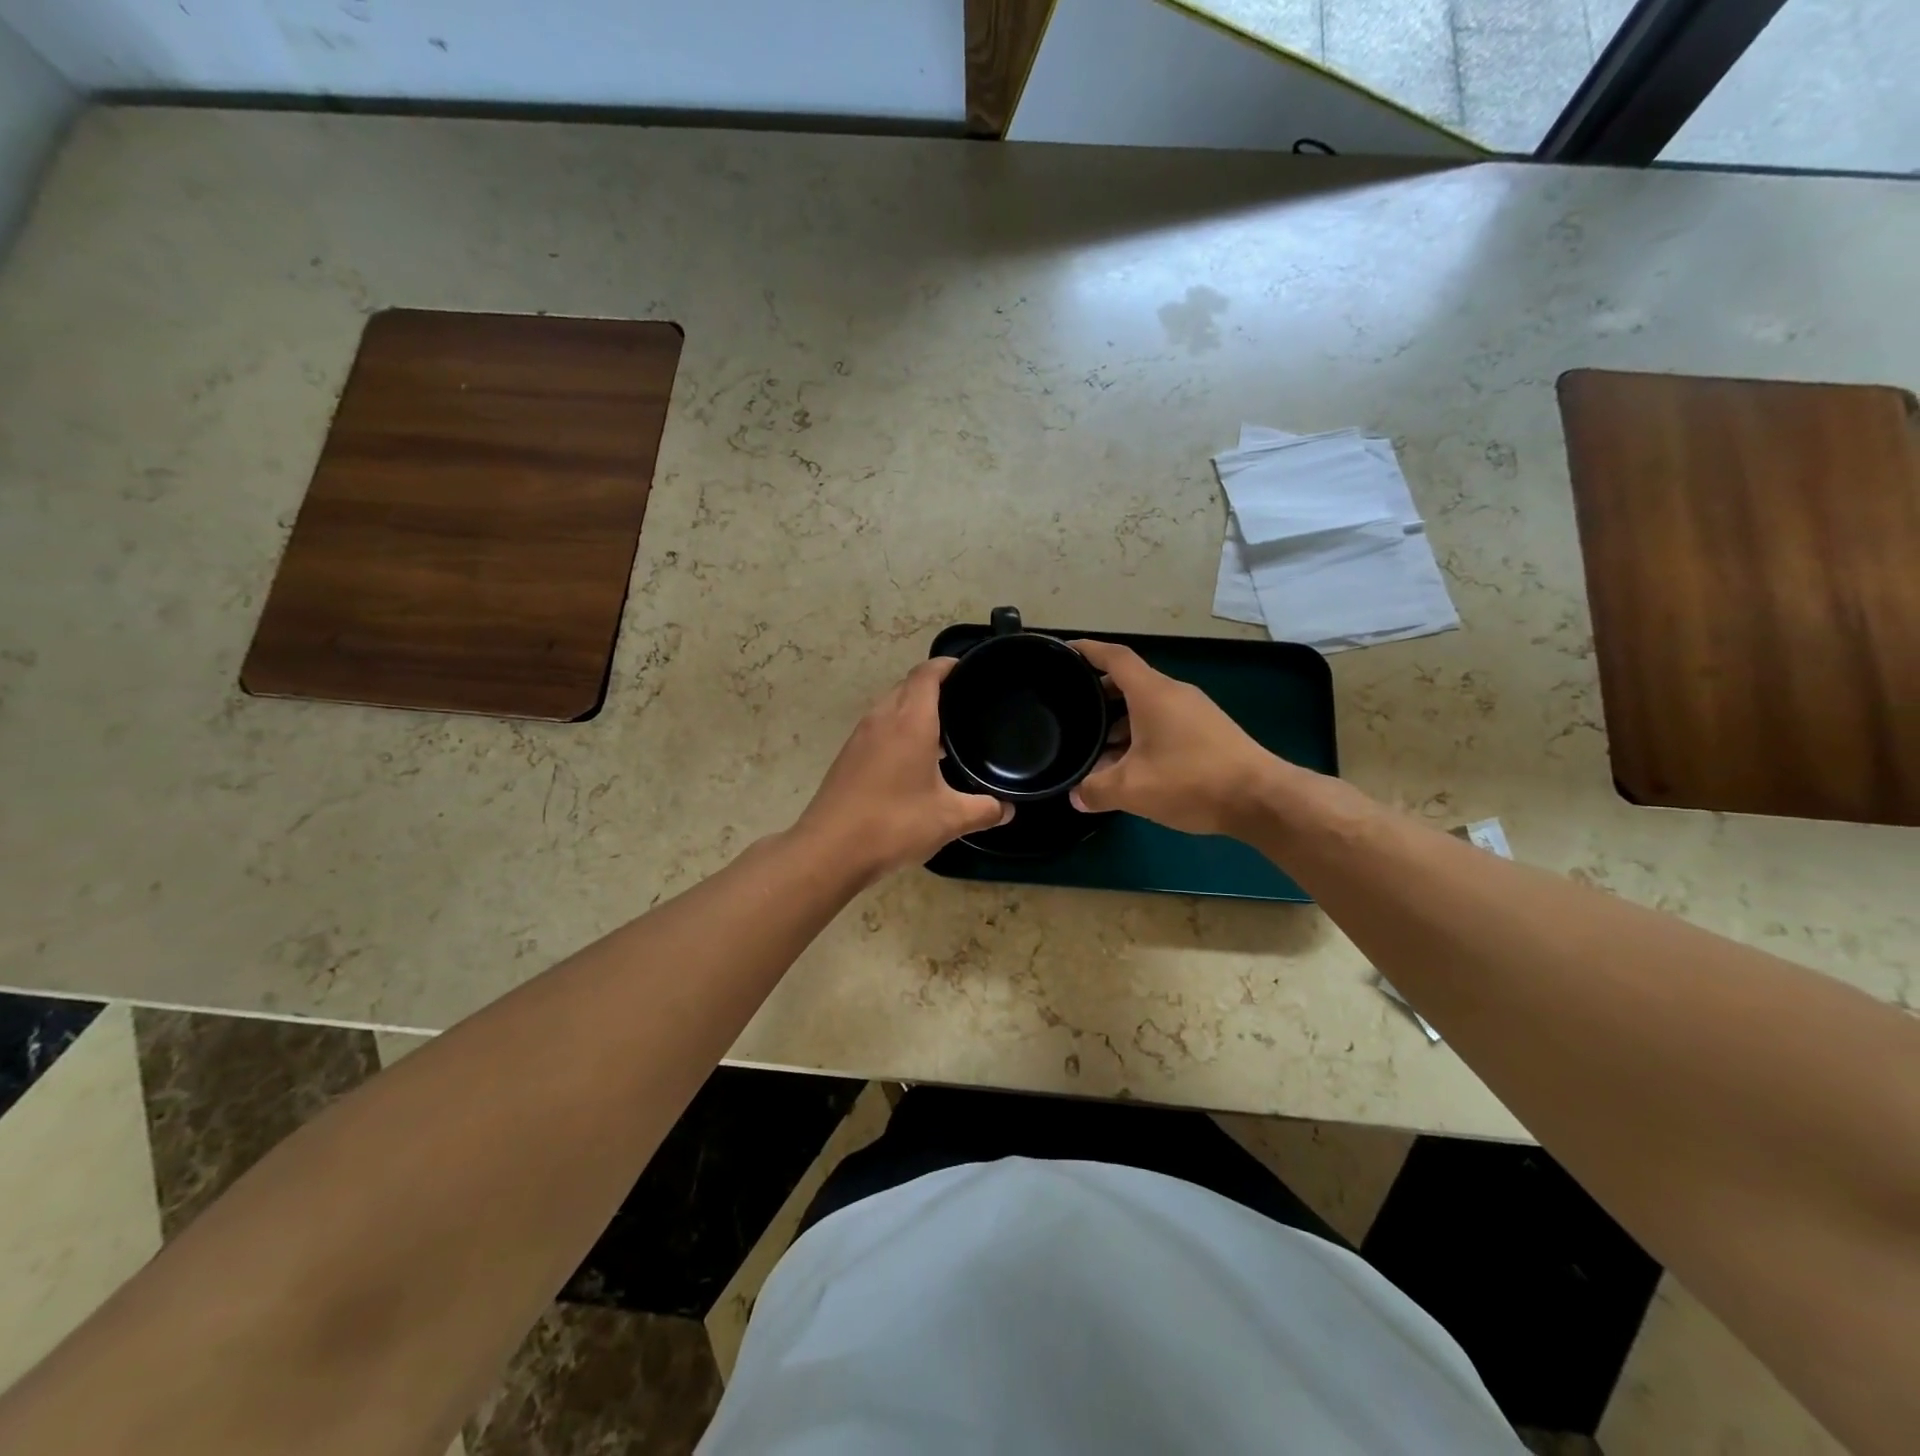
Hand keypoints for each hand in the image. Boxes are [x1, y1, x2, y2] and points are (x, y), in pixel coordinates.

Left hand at [794, 657, 1008, 881]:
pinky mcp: (847, 756)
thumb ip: (983, 810)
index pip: (927, 673)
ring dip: (913, 709)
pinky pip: (877, 728)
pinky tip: (912, 760)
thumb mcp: (949, 819)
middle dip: (934, 687)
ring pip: (890, 706)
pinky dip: (897, 729)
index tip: (969, 671)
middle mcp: (883, 718)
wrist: (829, 850)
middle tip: (963, 704)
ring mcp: (860, 736)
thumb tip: (1007, 810)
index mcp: (910, 721)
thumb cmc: (894, 824)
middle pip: (908, 685)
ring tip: (942, 732)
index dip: (948, 665)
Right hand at [1068, 639, 1284, 838]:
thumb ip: (1096, 790)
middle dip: (1100, 693)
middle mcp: (1174, 693)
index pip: (1115, 657)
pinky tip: (1133, 765)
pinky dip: (1142, 734)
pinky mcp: (1209, 731)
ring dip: (1121, 721)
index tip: (1066, 650)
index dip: (1088, 650)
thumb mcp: (1132, 790)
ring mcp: (1195, 711)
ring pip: (1148, 705)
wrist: (1261, 798)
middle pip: (1130, 682)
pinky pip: (1165, 721)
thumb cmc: (1191, 781)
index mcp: (1152, 693)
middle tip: (1074, 711)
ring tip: (1098, 748)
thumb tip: (1076, 796)